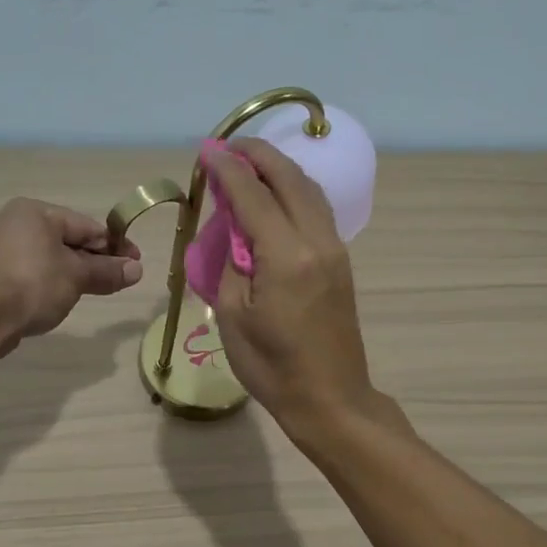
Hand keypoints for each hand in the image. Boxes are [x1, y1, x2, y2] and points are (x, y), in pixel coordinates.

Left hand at [0, 199, 142, 356]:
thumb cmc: (33, 284)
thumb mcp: (77, 276)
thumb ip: (107, 271)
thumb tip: (137, 269)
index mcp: (35, 212)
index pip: (86, 225)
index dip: (114, 245)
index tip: (136, 263)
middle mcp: (15, 224)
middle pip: (68, 241)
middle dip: (95, 261)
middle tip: (121, 280)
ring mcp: (1, 251)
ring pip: (50, 260)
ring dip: (74, 275)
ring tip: (95, 292)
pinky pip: (33, 275)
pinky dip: (51, 285)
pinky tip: (61, 301)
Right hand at [204, 139, 376, 437]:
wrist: (331, 398)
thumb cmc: (272, 367)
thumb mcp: (234, 316)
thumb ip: (231, 262)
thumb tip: (233, 229)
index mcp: (286, 256)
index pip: (252, 196)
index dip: (226, 169)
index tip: (206, 152)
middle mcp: (317, 241)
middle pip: (289, 179)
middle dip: (257, 155)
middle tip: (228, 147)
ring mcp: (335, 249)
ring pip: (309, 190)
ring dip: (279, 169)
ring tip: (250, 164)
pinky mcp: (341, 261)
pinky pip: (317, 210)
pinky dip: (294, 191)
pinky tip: (276, 196)